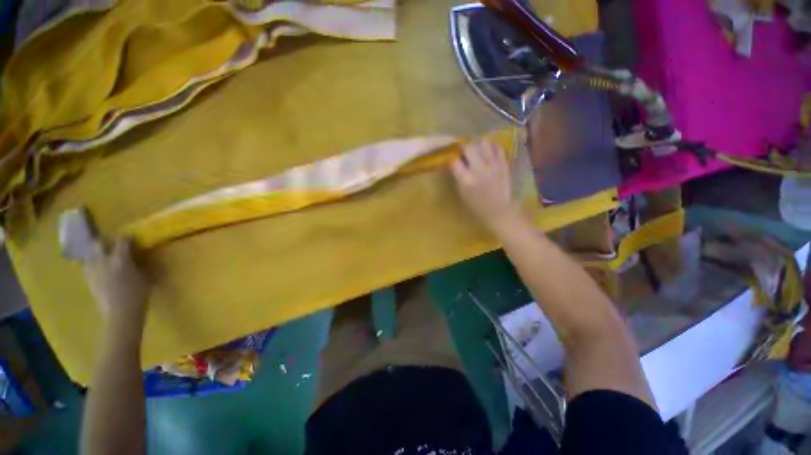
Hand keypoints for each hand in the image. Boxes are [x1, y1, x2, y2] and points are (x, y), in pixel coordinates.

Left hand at [83, 238, 149, 321]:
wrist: (121, 313)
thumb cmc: (138, 294)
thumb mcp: (144, 276)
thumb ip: (138, 264)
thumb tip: (137, 256)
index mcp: (120, 258)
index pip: (122, 241)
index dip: (127, 238)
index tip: (132, 238)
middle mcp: (103, 260)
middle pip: (98, 244)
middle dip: (105, 242)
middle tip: (112, 244)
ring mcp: (93, 270)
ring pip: (90, 254)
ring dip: (96, 252)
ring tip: (103, 256)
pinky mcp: (88, 279)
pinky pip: (88, 265)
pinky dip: (93, 263)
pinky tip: (99, 268)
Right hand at [450, 139, 522, 232]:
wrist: (499, 210)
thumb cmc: (477, 205)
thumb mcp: (462, 193)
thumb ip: (458, 176)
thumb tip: (455, 162)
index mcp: (466, 180)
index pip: (455, 161)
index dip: (453, 158)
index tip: (454, 160)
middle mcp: (479, 170)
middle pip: (469, 147)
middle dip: (465, 148)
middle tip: (466, 153)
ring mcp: (493, 165)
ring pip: (484, 142)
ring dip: (478, 144)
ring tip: (478, 150)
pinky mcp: (504, 163)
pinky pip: (498, 147)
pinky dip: (492, 147)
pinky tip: (489, 152)